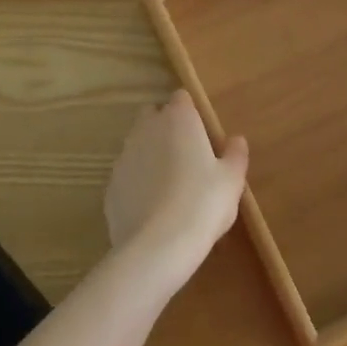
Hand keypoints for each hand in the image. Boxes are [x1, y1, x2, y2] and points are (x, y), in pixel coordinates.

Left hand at [103, 91, 248, 284]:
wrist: (158, 247)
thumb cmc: (203, 203)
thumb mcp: (231, 180)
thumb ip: (235, 154)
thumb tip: (236, 140)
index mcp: (178, 119)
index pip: (181, 98)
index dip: (191, 112)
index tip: (201, 132)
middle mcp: (147, 129)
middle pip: (153, 115)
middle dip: (165, 127)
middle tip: (185, 155)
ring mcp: (124, 157)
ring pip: (137, 144)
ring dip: (150, 154)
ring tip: (169, 185)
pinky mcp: (110, 186)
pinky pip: (127, 175)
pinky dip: (136, 183)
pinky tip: (151, 208)